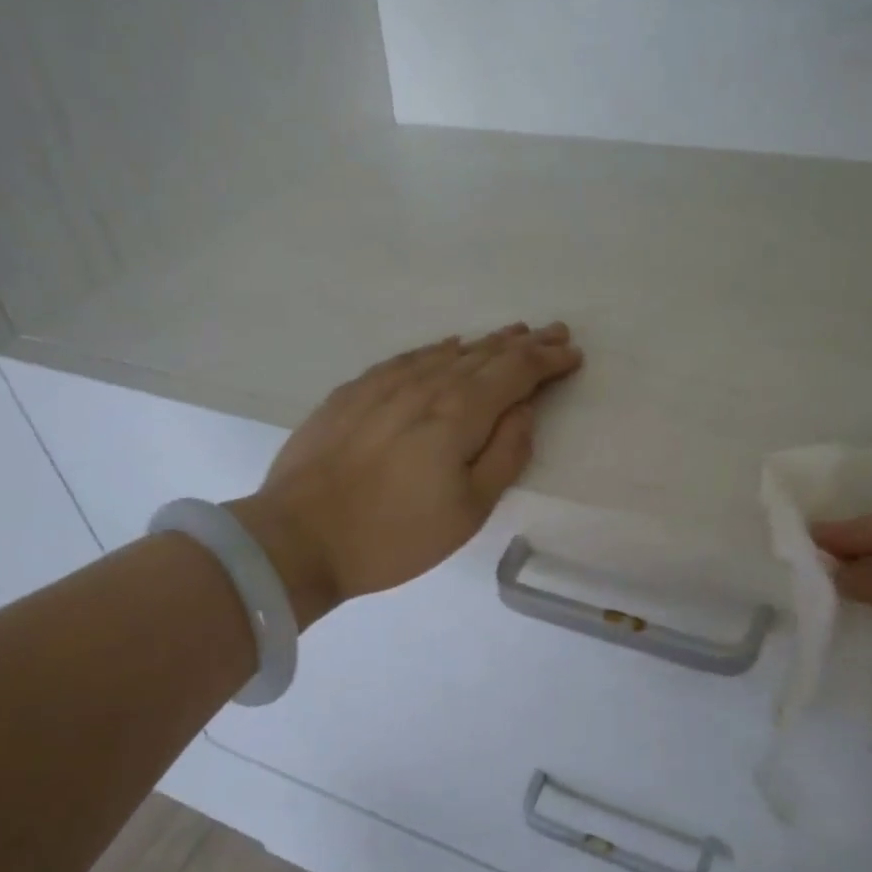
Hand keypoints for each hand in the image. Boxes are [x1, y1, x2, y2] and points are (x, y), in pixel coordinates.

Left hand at [228, 323, 582, 625]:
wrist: (299, 538)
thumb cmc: (394, 536)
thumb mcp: (467, 511)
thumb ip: (504, 455)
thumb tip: (524, 410)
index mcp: (458, 415)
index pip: (513, 373)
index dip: (546, 362)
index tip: (572, 354)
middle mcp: (424, 387)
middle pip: (483, 356)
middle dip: (523, 344)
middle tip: (552, 332)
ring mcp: (382, 386)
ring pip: (445, 353)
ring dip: (483, 343)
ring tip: (509, 334)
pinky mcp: (351, 394)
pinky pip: (406, 359)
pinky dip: (435, 350)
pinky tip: (444, 347)